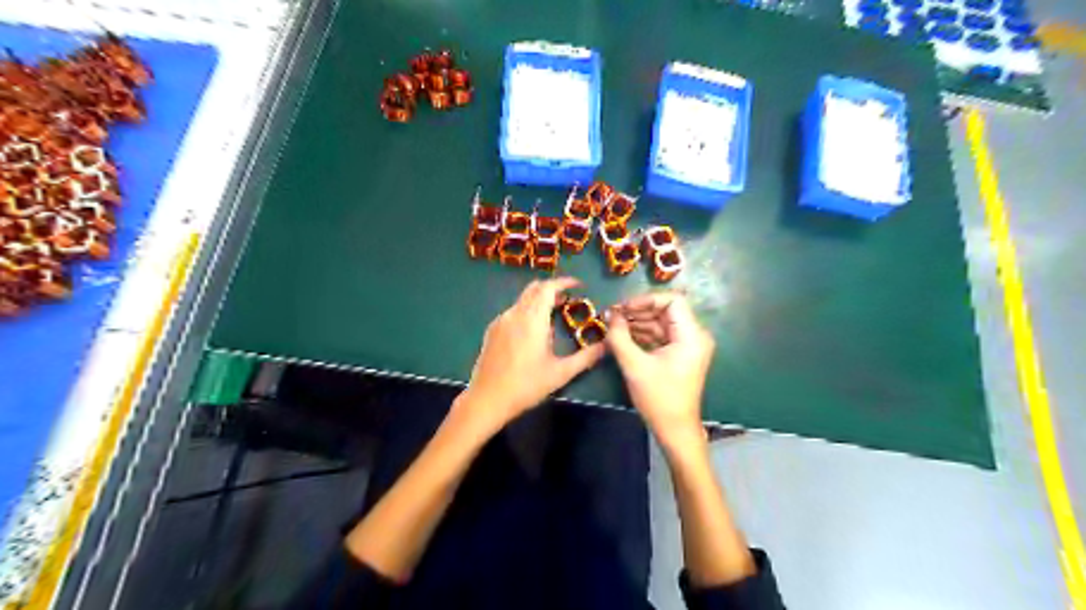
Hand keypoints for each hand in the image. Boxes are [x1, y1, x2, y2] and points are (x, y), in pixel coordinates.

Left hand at [456, 280, 607, 430]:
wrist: (487, 399)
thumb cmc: (526, 386)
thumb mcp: (561, 373)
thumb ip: (586, 357)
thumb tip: (607, 345)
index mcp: (532, 319)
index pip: (548, 288)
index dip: (564, 282)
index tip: (578, 285)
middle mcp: (515, 314)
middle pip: (534, 289)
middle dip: (552, 289)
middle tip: (568, 299)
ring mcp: (500, 321)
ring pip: (522, 300)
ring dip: (539, 301)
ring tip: (553, 316)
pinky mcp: (492, 331)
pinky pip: (513, 312)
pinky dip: (527, 311)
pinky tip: (532, 332)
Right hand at [608, 292, 718, 449]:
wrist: (675, 429)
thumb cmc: (659, 398)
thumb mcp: (634, 366)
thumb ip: (620, 337)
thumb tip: (610, 314)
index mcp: (691, 335)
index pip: (673, 300)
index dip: (646, 299)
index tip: (623, 308)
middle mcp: (694, 335)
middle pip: (666, 310)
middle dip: (638, 310)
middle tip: (613, 315)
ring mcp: (688, 345)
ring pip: (661, 322)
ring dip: (638, 322)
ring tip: (613, 324)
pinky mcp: (680, 354)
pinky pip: (661, 335)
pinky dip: (643, 334)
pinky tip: (623, 335)